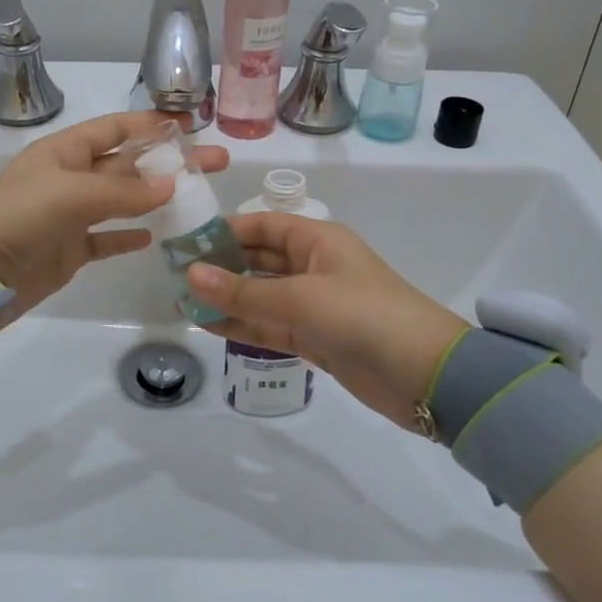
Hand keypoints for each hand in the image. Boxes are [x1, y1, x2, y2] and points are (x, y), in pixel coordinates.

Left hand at [0, 111, 228, 325]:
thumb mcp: (71, 194)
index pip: (115, 129)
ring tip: (197, 198)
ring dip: (155, 198)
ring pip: (121, 201)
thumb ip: (123, 190)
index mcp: (65, 152)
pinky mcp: (68, 251)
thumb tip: (172, 185)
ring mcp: (69, 216)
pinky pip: (105, 239)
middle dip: (168, 162)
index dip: (151, 125)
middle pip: (127, 165)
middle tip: (215, 163)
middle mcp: (69, 178)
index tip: (190, 125)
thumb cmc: (18, 217)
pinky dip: (128, 236)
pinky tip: (154, 236)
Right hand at [186, 215, 465, 432]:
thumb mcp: (299, 298)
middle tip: (175, 275)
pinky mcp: (316, 338)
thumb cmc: (363, 316)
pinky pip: (270, 326)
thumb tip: (190, 274)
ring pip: (261, 296)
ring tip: (183, 301)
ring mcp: (314, 305)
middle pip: (259, 261)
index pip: (262, 226)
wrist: (426, 375)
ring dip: (227, 299)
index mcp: (317, 240)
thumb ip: (242, 291)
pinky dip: (243, 326)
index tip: (184, 242)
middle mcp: (314, 266)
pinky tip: (208, 326)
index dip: (224, 231)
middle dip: (221, 267)